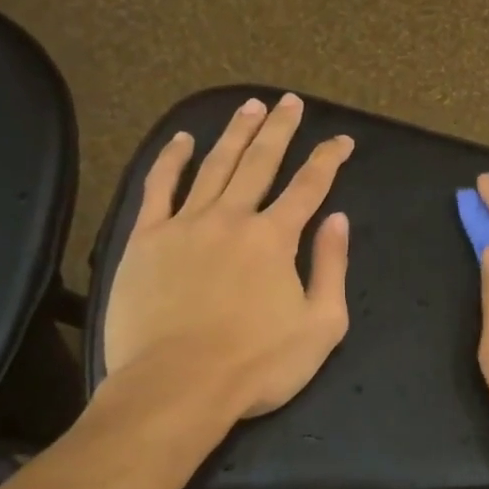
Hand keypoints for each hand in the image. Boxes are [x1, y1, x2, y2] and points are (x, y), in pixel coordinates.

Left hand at [103, 93, 353, 418]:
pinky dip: (171, 160)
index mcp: (275, 239)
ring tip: (249, 107)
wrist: (179, 386)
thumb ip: (331, 268)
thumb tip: (338, 220)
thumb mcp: (321, 326)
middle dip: (279, 130)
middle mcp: (232, 218)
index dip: (328, 160)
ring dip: (234, 134)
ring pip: (214, 165)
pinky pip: (159, 188)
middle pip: (260, 162)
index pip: (309, 187)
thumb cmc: (257, 365)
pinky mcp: (147, 239)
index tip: (341, 140)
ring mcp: (185, 224)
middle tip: (290, 102)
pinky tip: (181, 140)